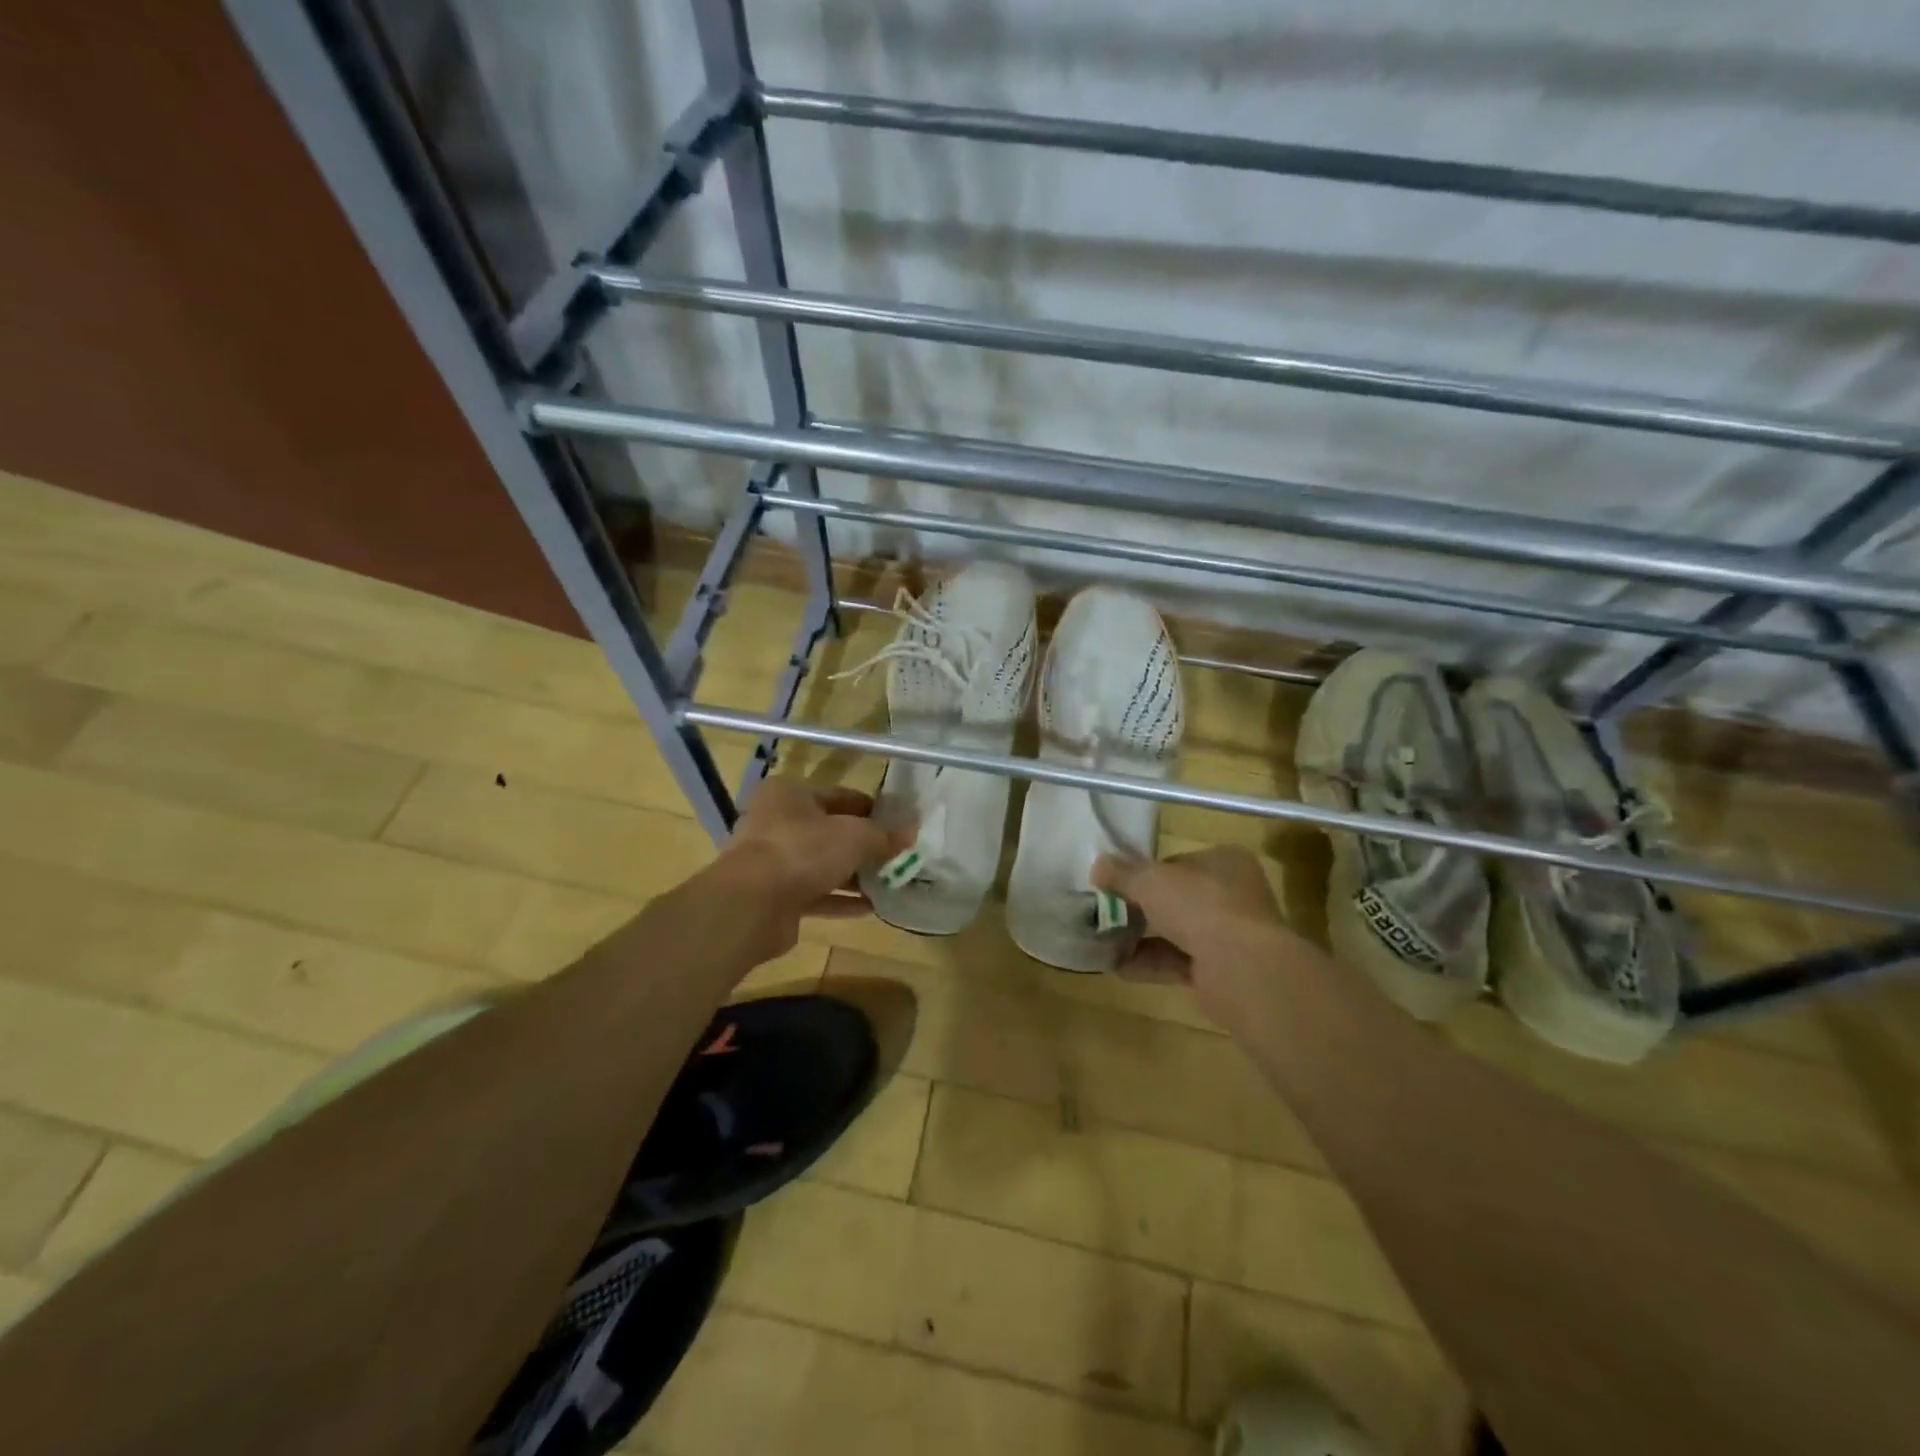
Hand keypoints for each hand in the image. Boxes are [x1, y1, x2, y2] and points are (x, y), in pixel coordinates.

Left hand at [706, 778, 903, 955]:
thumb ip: (884, 836)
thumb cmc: (803, 851)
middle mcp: (776, 822)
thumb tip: (911, 834)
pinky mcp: (774, 897)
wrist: (751, 905)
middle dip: (864, 845)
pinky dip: (840, 899)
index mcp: (789, 794)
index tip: (899, 824)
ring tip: (889, 883)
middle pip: (830, 831)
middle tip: (897, 856)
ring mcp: (772, 861)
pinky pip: (815, 894)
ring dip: (854, 874)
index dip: (872, 809)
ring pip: (822, 864)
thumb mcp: (854, 836)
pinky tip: (871, 907)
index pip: (840, 795)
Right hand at [1093, 846, 1302, 1027]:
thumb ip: (1122, 873)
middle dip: (1142, 908)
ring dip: (1143, 937)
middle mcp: (1234, 895)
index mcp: (1226, 861)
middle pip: (1178, 898)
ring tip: (1105, 941)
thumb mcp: (1150, 881)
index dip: (1147, 872)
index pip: (1179, 862)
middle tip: (1109, 913)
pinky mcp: (1223, 971)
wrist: (1242, 969)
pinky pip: (1180, 962)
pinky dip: (1151, 963)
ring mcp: (1231, 935)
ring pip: (1179, 932)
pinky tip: (1118, 967)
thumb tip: (1097, 865)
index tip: (1118, 884)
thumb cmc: (1199, 906)